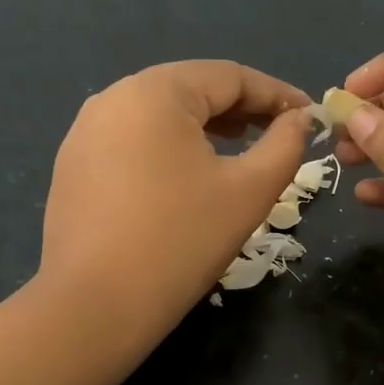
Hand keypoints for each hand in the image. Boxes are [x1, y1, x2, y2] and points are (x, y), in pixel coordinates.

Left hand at [41, 60, 313, 348]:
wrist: (94, 308)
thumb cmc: (181, 241)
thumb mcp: (249, 191)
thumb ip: (285, 145)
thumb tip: (300, 119)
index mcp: (154, 92)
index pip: (229, 76)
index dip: (276, 93)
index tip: (309, 115)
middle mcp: (112, 98)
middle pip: (191, 88)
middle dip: (241, 108)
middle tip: (279, 132)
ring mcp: (85, 132)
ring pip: (161, 114)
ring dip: (206, 126)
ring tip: (240, 148)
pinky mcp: (74, 165)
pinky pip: (134, 139)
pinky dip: (170, 147)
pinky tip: (189, 174)